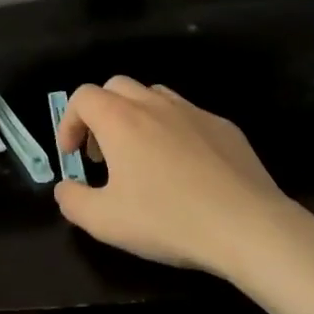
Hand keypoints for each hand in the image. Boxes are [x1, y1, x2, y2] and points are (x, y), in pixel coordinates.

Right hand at [52, 77, 293, 276]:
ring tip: (141, 155)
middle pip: (116, 87)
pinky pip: (188, 116)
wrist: (249, 227)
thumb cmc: (168, 219)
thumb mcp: (105, 222)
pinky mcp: (224, 127)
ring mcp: (193, 112)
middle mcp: (153, 104)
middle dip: (101, 113)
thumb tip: (65, 188)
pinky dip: (174, 131)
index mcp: (119, 119)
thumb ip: (73, 201)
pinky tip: (185, 168)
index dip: (69, 121)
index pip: (82, 97)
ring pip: (153, 95)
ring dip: (137, 116)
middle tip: (103, 153)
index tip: (72, 155)